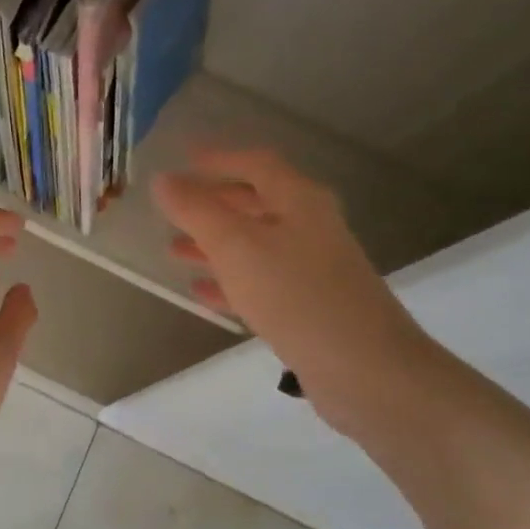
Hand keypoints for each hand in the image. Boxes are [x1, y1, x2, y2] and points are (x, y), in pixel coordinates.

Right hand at [153, 149, 444, 437]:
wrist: (366, 369)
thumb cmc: (296, 295)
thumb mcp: (236, 247)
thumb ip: (196, 211)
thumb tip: (163, 179)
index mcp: (299, 201)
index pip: (256, 164)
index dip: (218, 159)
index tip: (183, 158)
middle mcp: (310, 227)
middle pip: (256, 203)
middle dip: (212, 204)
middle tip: (173, 208)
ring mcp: (313, 268)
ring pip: (255, 245)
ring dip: (215, 244)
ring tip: (174, 250)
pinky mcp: (310, 306)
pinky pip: (261, 282)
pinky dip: (230, 281)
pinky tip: (201, 291)